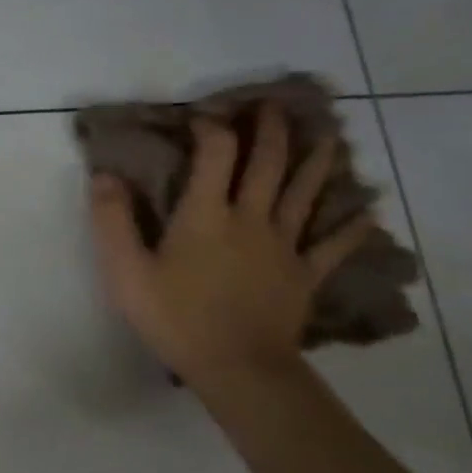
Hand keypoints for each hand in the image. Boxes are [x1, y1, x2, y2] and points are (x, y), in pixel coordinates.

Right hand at [88, 104, 374, 394]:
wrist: (236, 366)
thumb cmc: (175, 317)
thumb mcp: (126, 272)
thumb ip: (112, 222)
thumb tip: (104, 176)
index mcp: (207, 214)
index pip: (215, 153)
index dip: (211, 128)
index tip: (202, 117)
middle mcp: (250, 218)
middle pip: (267, 164)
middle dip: (270, 130)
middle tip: (273, 106)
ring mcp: (284, 246)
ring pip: (305, 193)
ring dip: (316, 161)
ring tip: (329, 136)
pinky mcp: (304, 275)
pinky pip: (332, 246)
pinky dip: (351, 228)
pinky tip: (367, 213)